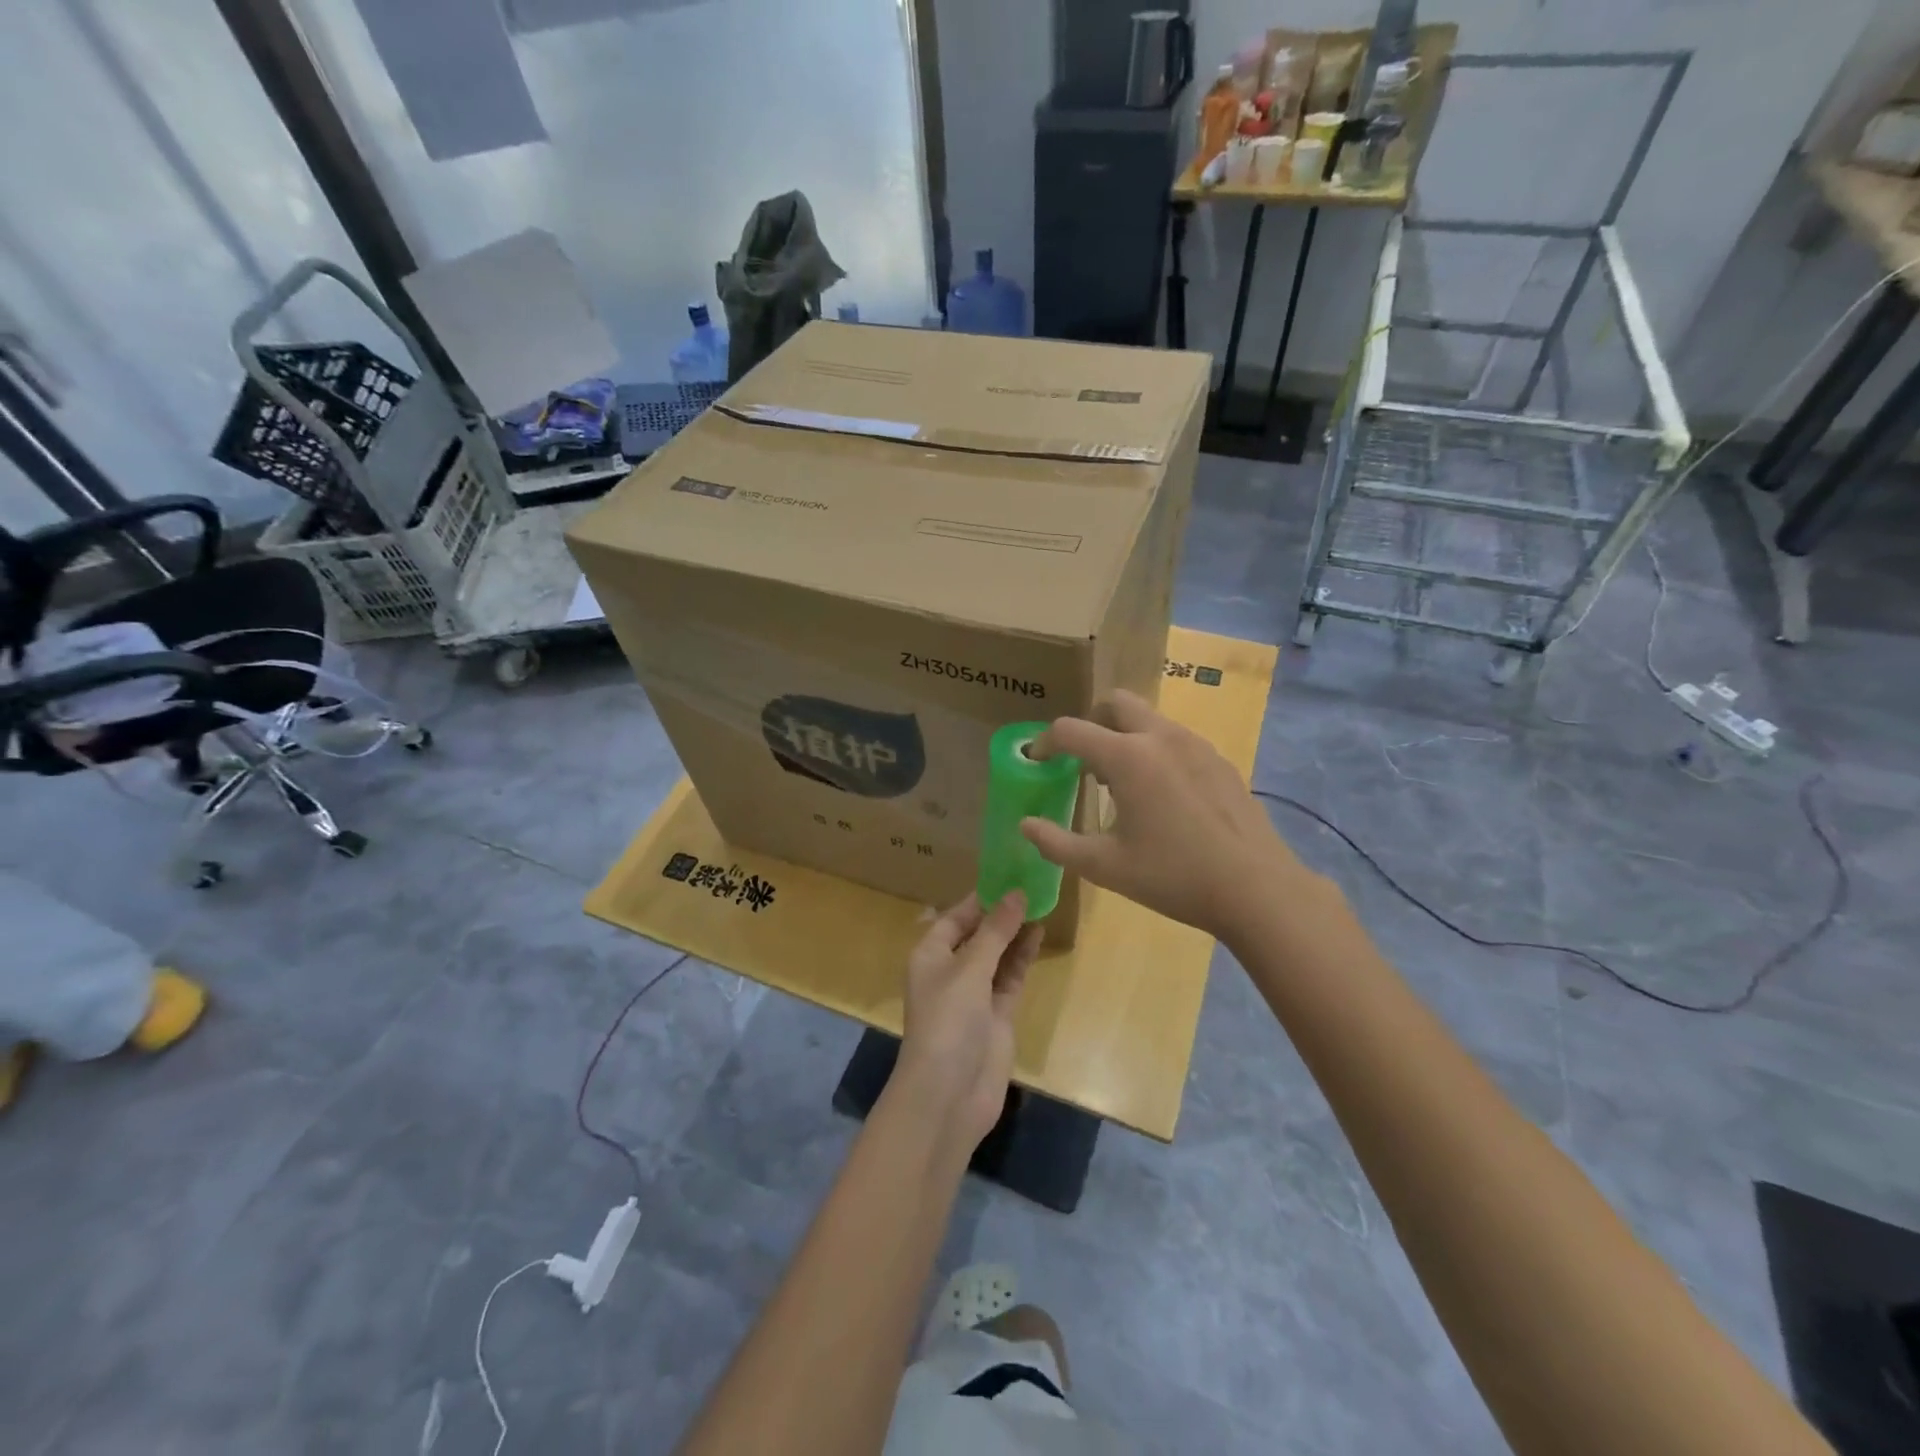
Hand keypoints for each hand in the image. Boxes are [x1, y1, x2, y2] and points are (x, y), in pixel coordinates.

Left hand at [895, 892, 1042, 1149]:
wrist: (949, 1094)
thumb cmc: (948, 1021)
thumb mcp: (970, 969)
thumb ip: (996, 931)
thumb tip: (1017, 894)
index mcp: (930, 955)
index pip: (955, 916)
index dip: (980, 897)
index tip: (1009, 875)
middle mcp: (950, 970)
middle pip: (978, 933)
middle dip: (1001, 912)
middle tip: (1033, 884)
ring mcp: (974, 994)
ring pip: (997, 954)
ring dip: (1015, 932)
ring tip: (1042, 902)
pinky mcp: (996, 1014)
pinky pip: (1010, 976)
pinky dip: (1023, 957)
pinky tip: (1040, 934)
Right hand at [1019, 689, 1311, 939]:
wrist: (1256, 889)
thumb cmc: (1173, 877)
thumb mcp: (1105, 866)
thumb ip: (1057, 843)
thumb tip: (1026, 825)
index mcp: (1127, 758)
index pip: (1071, 730)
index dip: (1045, 742)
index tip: (1037, 761)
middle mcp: (1161, 738)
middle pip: (1115, 703)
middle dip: (1091, 723)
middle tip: (1082, 760)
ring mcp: (1196, 745)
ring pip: (1149, 719)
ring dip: (1124, 736)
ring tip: (1121, 783)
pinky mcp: (1219, 760)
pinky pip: (1176, 739)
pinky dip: (1155, 751)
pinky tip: (1163, 797)